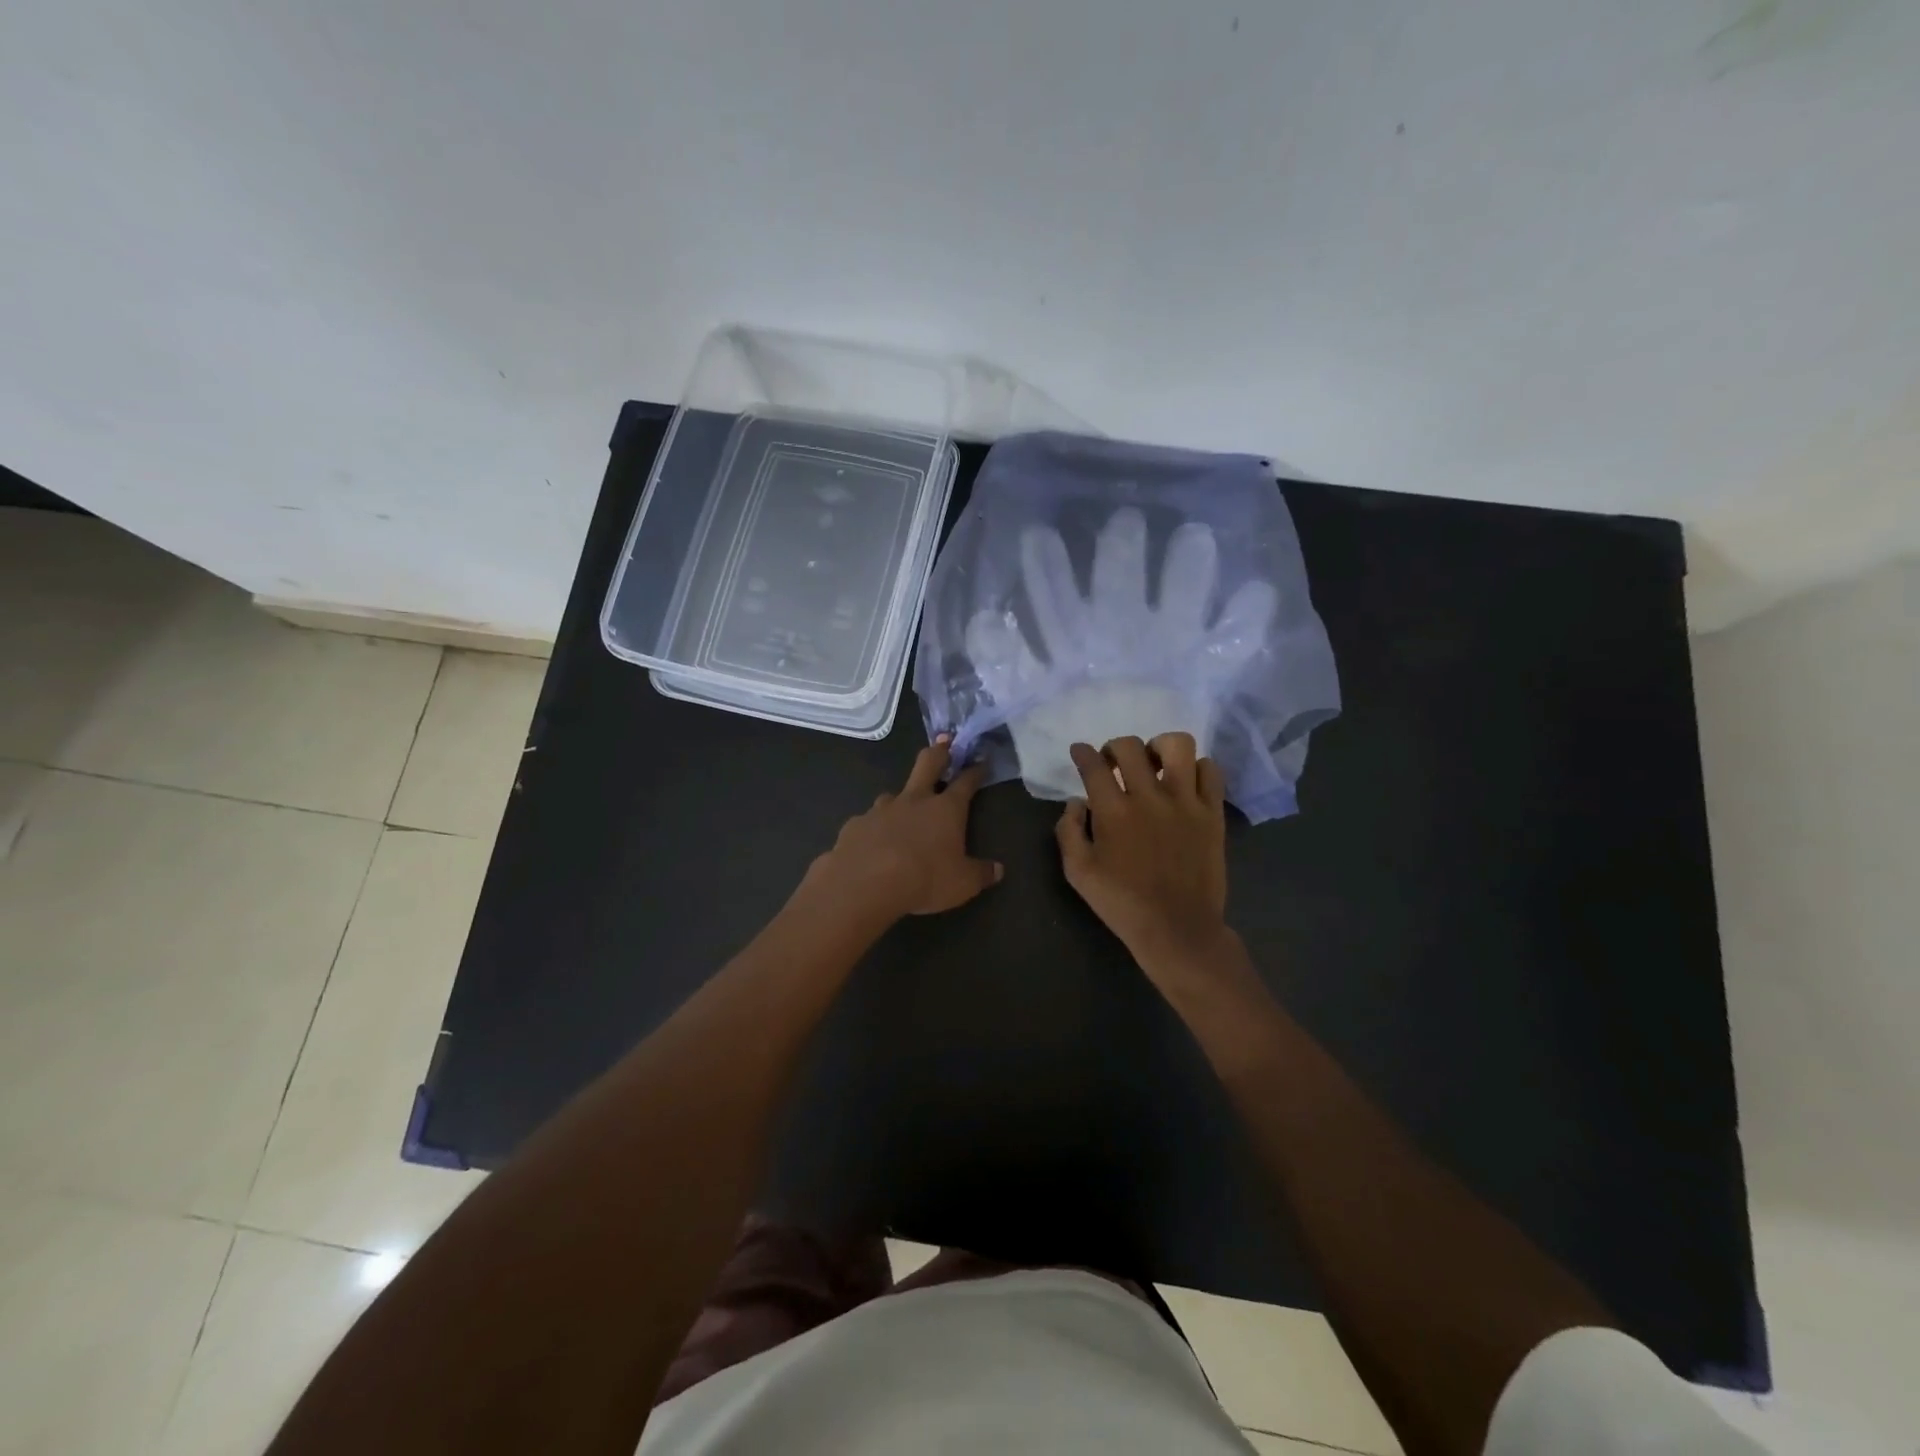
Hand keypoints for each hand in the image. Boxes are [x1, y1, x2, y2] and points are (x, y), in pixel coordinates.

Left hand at [806, 737, 1002, 920]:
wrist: (864, 885)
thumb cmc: (924, 880)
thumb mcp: (963, 884)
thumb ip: (981, 874)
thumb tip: (998, 870)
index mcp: (945, 810)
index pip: (965, 783)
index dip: (975, 771)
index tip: (981, 763)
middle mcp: (914, 801)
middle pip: (928, 763)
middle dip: (939, 752)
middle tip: (945, 743)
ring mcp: (881, 809)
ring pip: (894, 795)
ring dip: (902, 799)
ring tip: (902, 813)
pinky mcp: (855, 824)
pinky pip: (869, 822)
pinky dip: (875, 829)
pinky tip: (873, 844)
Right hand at [1054, 733, 1231, 975]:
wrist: (1177, 929)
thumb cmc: (1122, 903)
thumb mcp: (1078, 873)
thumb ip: (1069, 831)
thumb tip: (1076, 802)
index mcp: (1113, 812)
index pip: (1093, 765)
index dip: (1082, 752)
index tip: (1080, 752)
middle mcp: (1149, 797)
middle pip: (1130, 746)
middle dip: (1114, 747)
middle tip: (1113, 764)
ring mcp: (1185, 802)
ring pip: (1177, 745)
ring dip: (1159, 748)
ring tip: (1154, 765)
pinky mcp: (1212, 813)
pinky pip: (1210, 771)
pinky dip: (1196, 768)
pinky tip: (1184, 783)